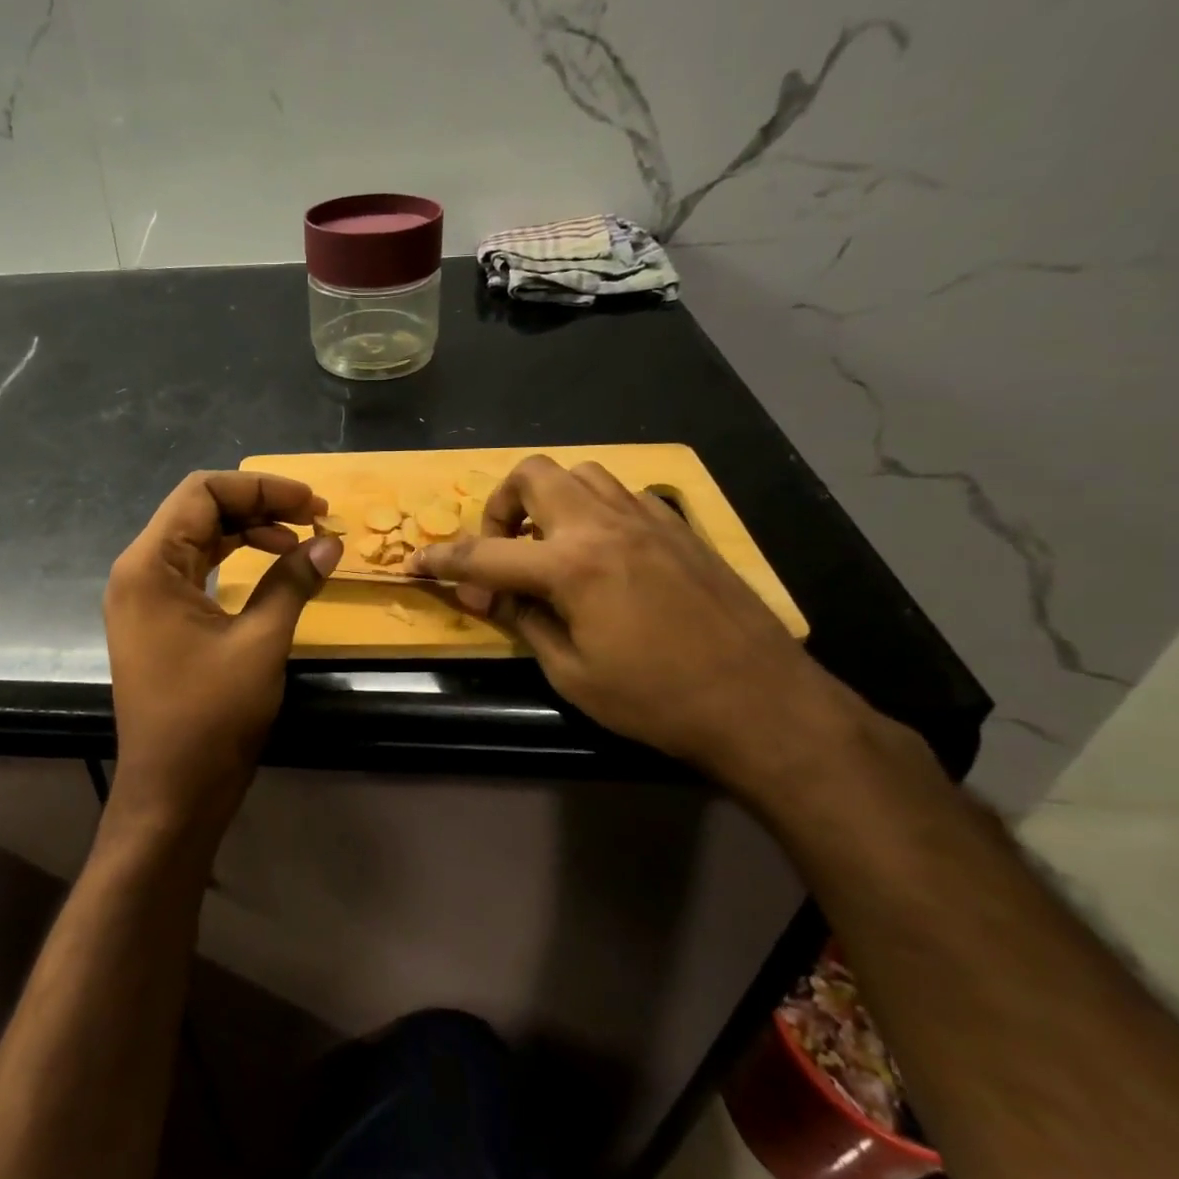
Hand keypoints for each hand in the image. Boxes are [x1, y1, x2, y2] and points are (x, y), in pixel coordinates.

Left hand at [103, 471, 341, 844]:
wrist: (171, 793)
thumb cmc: (211, 718)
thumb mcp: (261, 643)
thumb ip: (293, 582)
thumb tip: (329, 543)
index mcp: (150, 565)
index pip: (203, 492)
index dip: (261, 487)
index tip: (312, 504)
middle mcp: (138, 571)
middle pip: (199, 510)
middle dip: (258, 505)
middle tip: (314, 519)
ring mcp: (143, 597)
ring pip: (198, 538)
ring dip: (248, 531)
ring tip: (298, 540)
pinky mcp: (156, 621)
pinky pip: (195, 569)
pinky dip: (233, 559)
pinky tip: (270, 566)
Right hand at [410, 456, 850, 784]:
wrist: (763, 704)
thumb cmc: (658, 701)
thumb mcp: (572, 674)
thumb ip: (525, 621)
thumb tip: (493, 596)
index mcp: (572, 566)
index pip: (484, 554)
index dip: (441, 560)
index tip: (415, 564)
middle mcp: (604, 526)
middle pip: (532, 475)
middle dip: (500, 507)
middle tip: (503, 553)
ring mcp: (647, 520)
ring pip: (580, 474)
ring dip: (549, 501)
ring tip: (549, 549)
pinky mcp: (679, 528)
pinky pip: (622, 495)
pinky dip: (594, 511)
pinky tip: (601, 554)